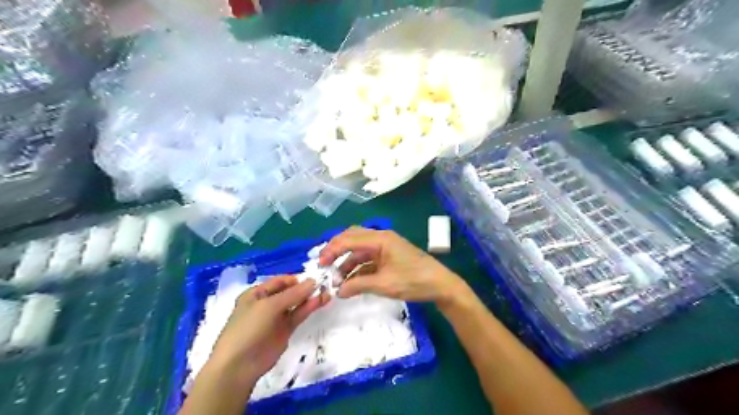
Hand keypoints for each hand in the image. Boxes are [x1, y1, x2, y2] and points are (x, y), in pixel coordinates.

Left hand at [209, 275, 332, 389]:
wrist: (239, 366)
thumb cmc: (248, 328)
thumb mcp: (269, 306)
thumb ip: (293, 294)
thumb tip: (313, 281)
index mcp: (257, 294)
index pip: (280, 281)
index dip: (296, 279)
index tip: (314, 277)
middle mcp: (267, 303)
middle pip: (290, 291)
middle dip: (306, 287)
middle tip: (325, 283)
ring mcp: (277, 318)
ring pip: (296, 303)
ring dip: (310, 297)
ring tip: (328, 291)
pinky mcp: (285, 331)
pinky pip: (298, 315)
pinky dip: (309, 308)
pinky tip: (321, 302)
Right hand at [318, 227, 466, 304]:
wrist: (440, 285)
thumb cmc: (413, 281)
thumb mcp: (384, 284)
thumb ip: (358, 285)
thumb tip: (338, 291)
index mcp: (380, 239)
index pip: (349, 239)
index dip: (332, 250)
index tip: (320, 265)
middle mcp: (381, 238)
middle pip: (352, 238)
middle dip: (337, 251)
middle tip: (324, 266)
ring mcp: (385, 247)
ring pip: (359, 250)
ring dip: (347, 262)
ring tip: (338, 281)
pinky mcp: (389, 256)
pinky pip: (368, 258)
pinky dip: (358, 268)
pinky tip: (351, 281)